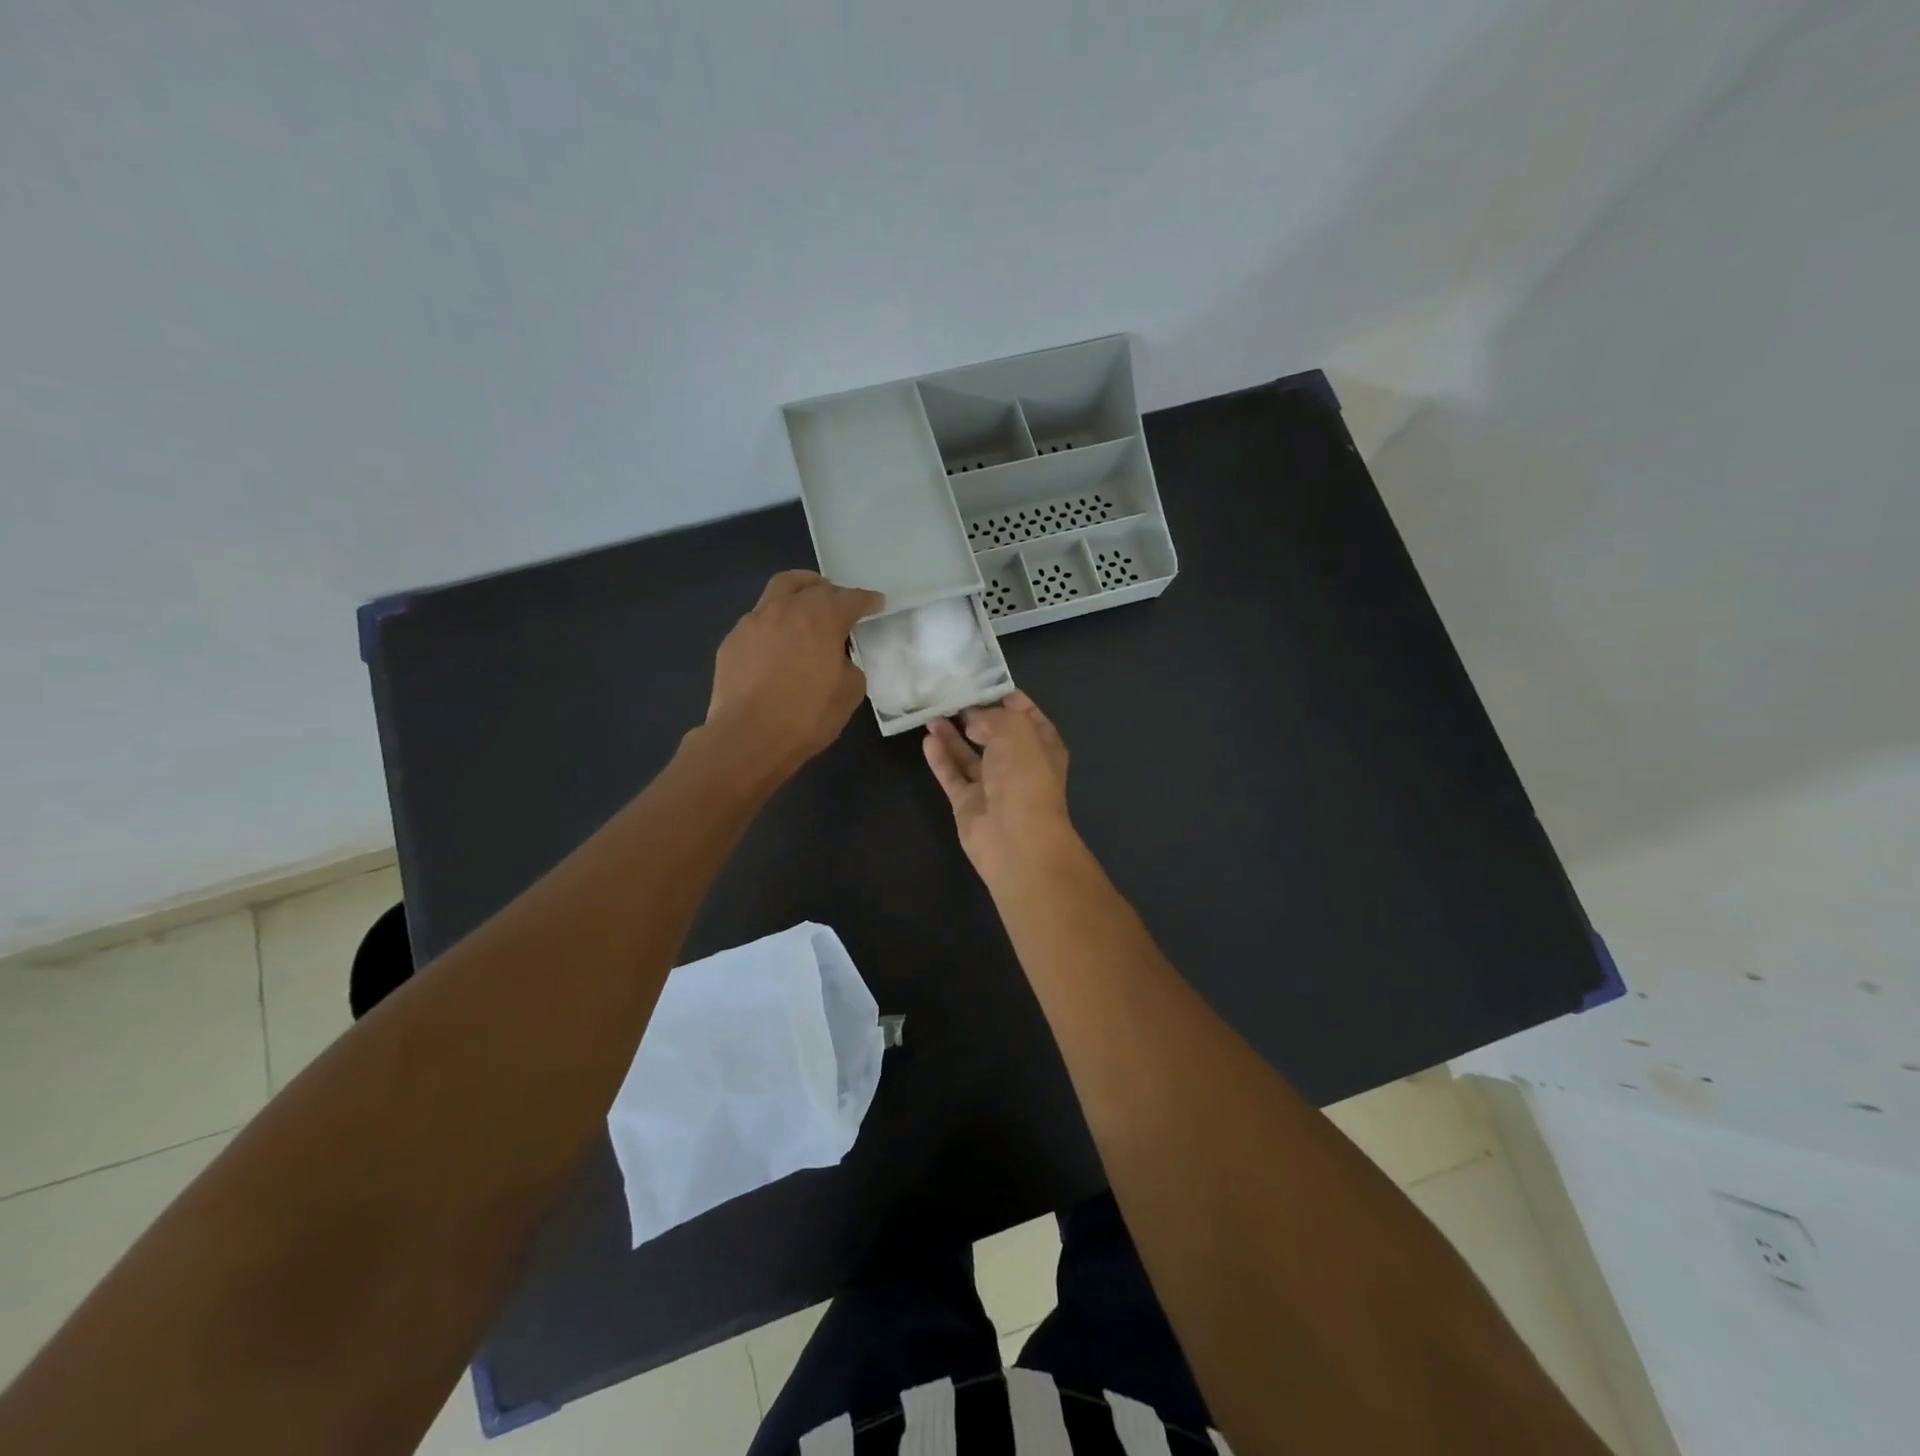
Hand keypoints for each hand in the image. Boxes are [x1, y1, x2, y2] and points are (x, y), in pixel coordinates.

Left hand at [704, 571, 883, 778]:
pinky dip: (773, 626)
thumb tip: (838, 660)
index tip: (876, 603)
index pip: (850, 598)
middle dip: (827, 589)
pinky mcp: (732, 641)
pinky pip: (758, 622)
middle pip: (808, 583)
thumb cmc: (806, 715)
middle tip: (837, 604)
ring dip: (795, 598)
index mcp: (821, 618)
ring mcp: (753, 622)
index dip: (866, 600)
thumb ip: (849, 667)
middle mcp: (786, 609)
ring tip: (804, 616)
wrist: (748, 737)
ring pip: (776, 593)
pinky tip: (776, 647)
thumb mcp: (849, 693)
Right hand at [923, 691, 1076, 883]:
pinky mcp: (968, 804)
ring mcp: (993, 786)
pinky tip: (928, 739)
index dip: (1007, 698)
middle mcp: (1019, 764)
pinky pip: (953, 775)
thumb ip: (992, 717)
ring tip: (932, 713)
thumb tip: (973, 719)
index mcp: (1042, 745)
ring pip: (970, 755)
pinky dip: (941, 758)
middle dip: (975, 715)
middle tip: (949, 694)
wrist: (1016, 838)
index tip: (981, 680)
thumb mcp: (1014, 730)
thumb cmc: (1024, 776)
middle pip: (995, 734)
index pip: (1026, 715)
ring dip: (953, 735)